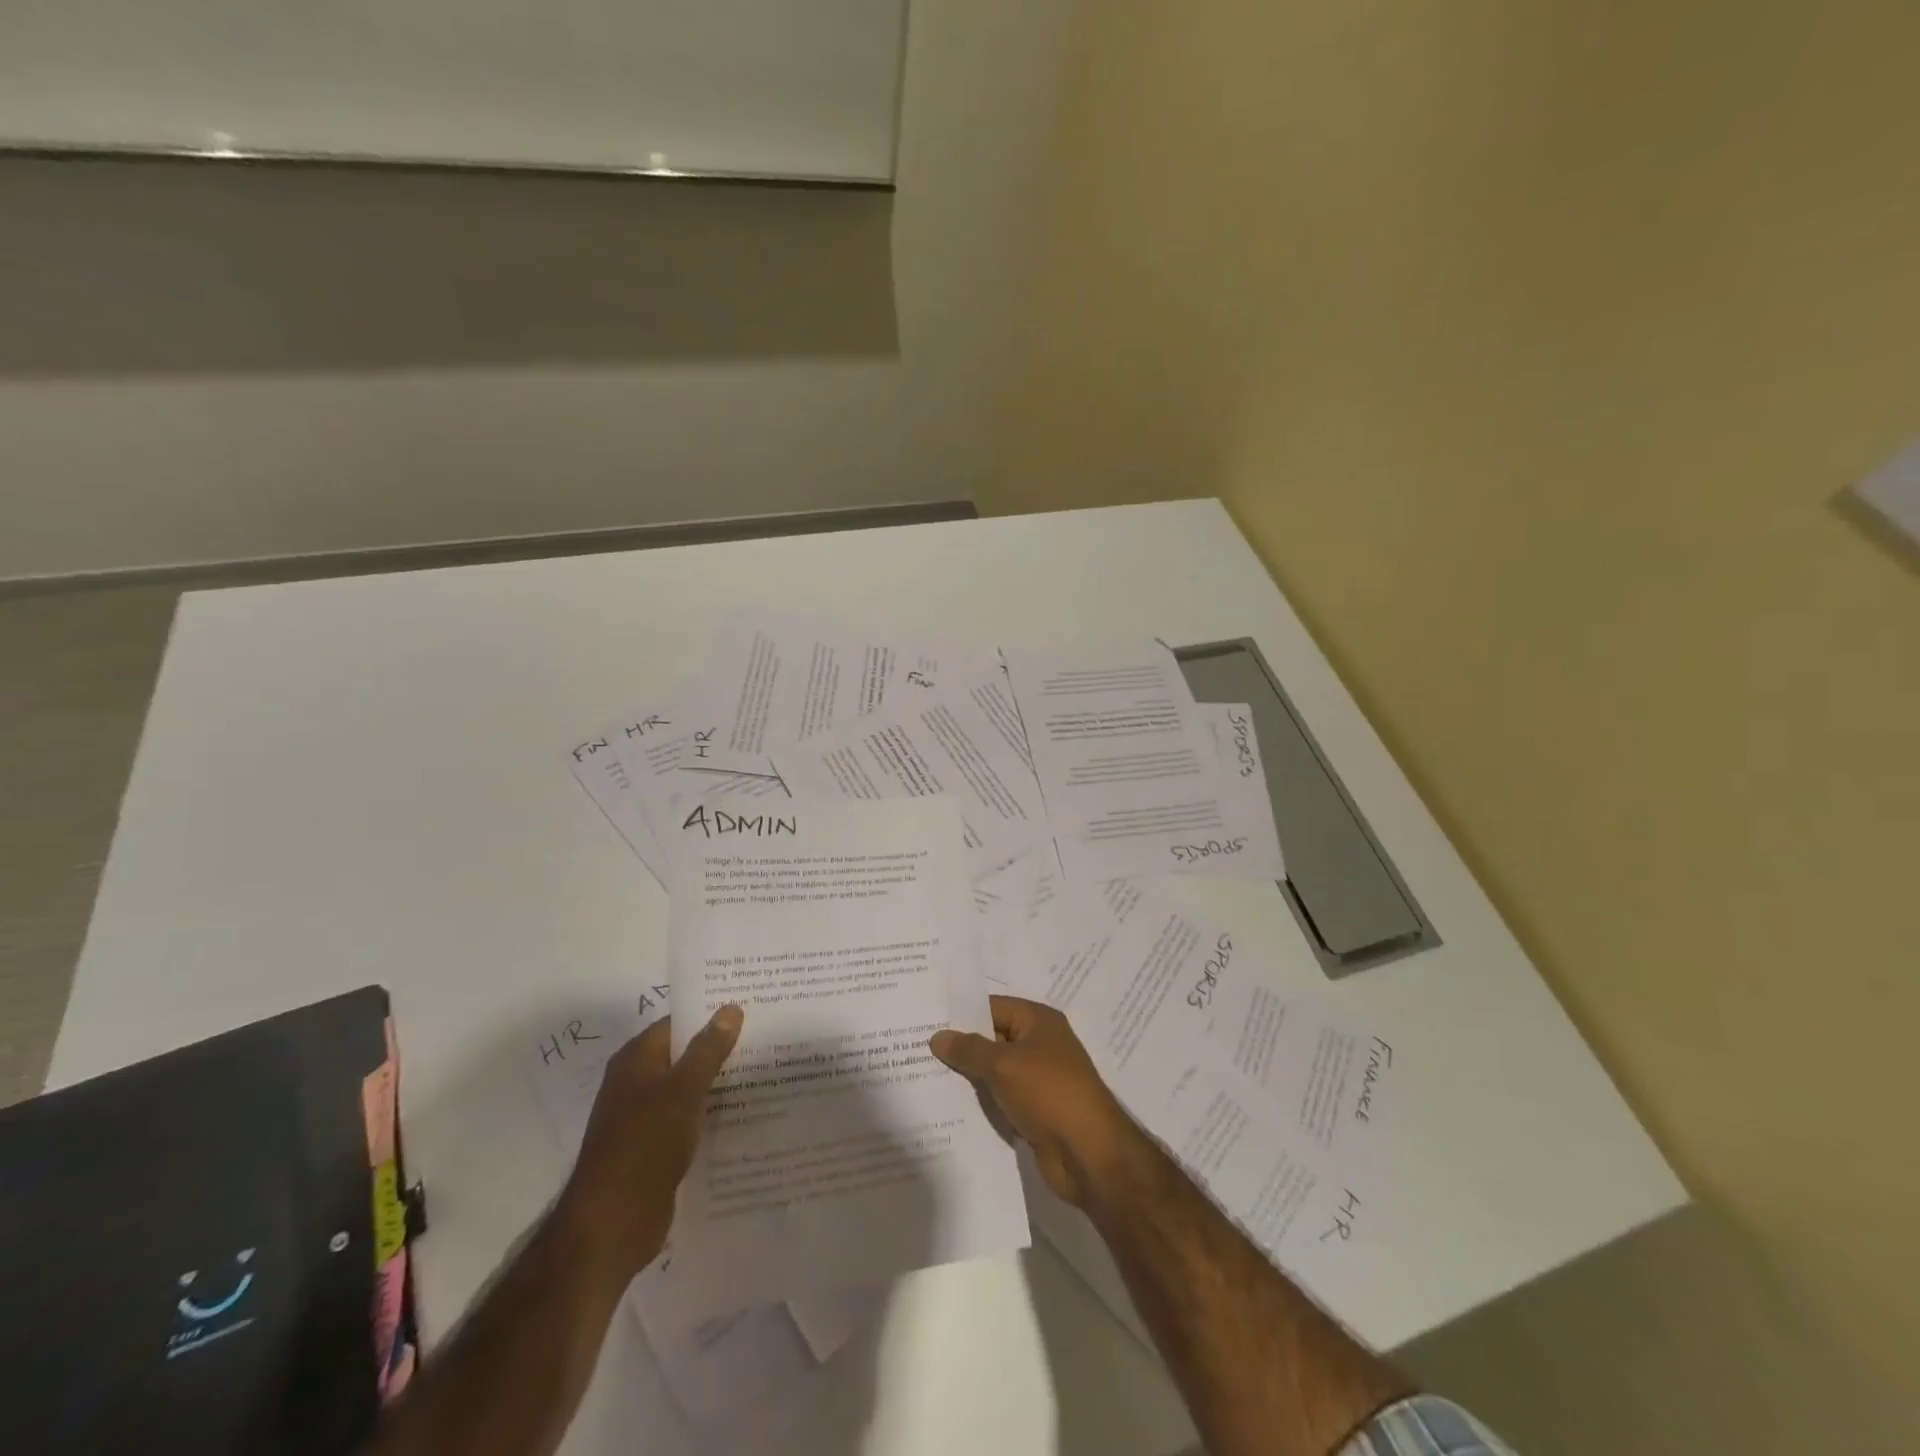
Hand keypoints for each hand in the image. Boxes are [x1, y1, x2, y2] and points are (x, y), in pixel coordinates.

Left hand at [559, 1005, 742, 1279]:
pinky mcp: (656, 1148)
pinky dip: (713, 1115)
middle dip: (722, 1048)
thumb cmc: (644, 1144)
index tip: (752, 1007)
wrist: (612, 1223)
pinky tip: (747, 1114)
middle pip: (685, 1055)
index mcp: (636, 1059)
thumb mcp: (683, 1090)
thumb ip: (708, 1049)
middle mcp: (637, 1083)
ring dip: (721, 1083)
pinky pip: (690, 1120)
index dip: (712, 1014)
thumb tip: (731, 1007)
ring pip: (690, 1089)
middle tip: (768, 1038)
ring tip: (768, 1072)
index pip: (678, 1023)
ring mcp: (645, 1117)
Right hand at [929, 995, 1147, 1207]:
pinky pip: (1000, 1098)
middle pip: (992, 1038)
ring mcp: (1037, 1079)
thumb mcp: (1004, 1065)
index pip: (992, 1007)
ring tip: (923, 1076)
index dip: (961, 1014)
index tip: (926, 1019)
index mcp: (1038, 1021)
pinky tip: (948, 1107)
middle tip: (916, 1048)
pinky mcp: (1034, 1110)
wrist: (1088, 1153)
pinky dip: (980, 1101)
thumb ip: (969, 1049)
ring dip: (968, 1076)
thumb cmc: (1049, 1093)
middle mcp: (1039, 1044)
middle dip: (960, 1046)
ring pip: (994, 1071)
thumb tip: (938, 1036)